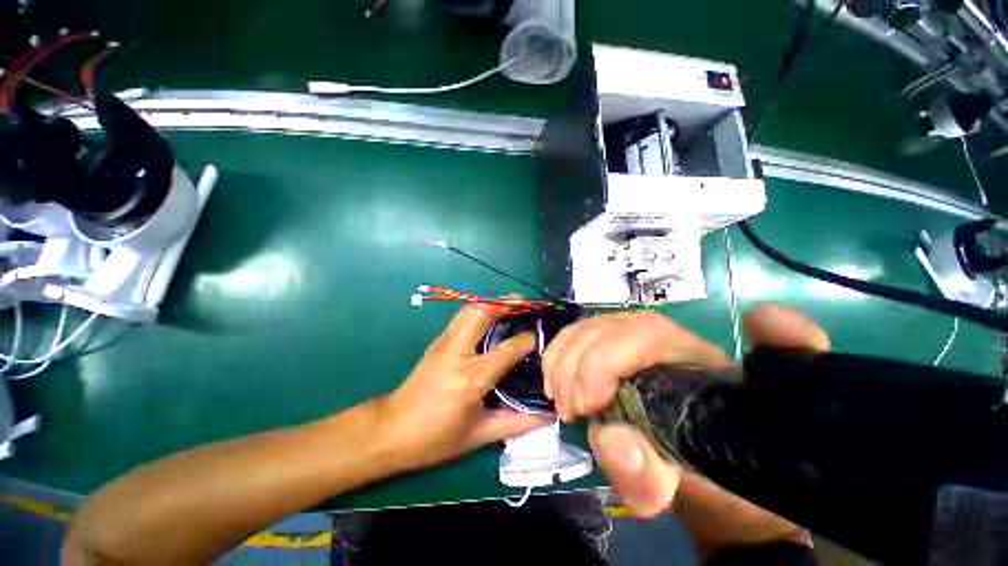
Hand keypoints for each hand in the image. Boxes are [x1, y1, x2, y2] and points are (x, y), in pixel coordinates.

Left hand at [375, 302, 551, 472]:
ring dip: (493, 303)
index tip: (541, 337)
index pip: (507, 350)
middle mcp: (457, 353)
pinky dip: (479, 309)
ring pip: (470, 309)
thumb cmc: (436, 438)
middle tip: (527, 304)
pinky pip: (461, 316)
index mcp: (470, 379)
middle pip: (483, 314)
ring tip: (512, 305)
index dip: (527, 340)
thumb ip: (518, 423)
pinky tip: (490, 316)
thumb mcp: (480, 435)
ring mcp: (444, 343)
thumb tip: (549, 415)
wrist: (390, 430)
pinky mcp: (437, 341)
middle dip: (507, 304)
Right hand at [543, 303, 828, 553]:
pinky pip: (575, 334)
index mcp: (698, 364)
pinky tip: (555, 381)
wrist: (688, 461)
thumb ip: (651, 476)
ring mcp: (632, 336)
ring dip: (563, 361)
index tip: (588, 406)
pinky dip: (557, 354)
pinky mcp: (609, 342)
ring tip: (561, 400)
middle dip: (577, 366)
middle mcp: (664, 338)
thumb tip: (615, 443)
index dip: (607, 360)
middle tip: (569, 410)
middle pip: (610, 327)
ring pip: (588, 327)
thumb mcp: (679, 488)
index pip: (649, 334)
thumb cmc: (693, 472)